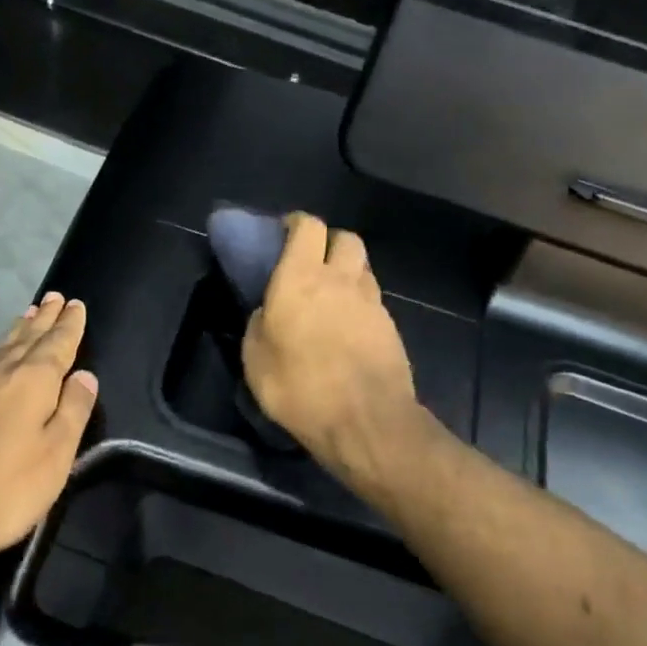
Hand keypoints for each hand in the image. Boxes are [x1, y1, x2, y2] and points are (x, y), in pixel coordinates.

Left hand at [0, 293, 97, 561]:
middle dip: (45, 319)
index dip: (69, 325)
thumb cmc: (5, 488)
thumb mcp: (55, 455)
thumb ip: (73, 410)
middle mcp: (0, 373)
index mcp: (32, 381)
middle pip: (28, 338)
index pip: (57, 344)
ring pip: (2, 348)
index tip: (75, 304)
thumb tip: (85, 375)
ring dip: (20, 330)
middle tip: (54, 298)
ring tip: (29, 314)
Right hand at [240, 213, 418, 497]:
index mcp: (300, 278)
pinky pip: (373, 299)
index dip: (296, 223)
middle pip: (345, 237)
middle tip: (312, 263)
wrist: (366, 422)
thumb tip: (267, 312)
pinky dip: (360, 302)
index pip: (308, 226)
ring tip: (332, 296)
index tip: (283, 233)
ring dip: (347, 271)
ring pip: (362, 267)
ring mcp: (371, 301)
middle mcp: (340, 279)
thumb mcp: (256, 361)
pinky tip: (348, 328)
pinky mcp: (390, 325)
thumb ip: (258, 325)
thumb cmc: (300, 388)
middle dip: (329, 242)